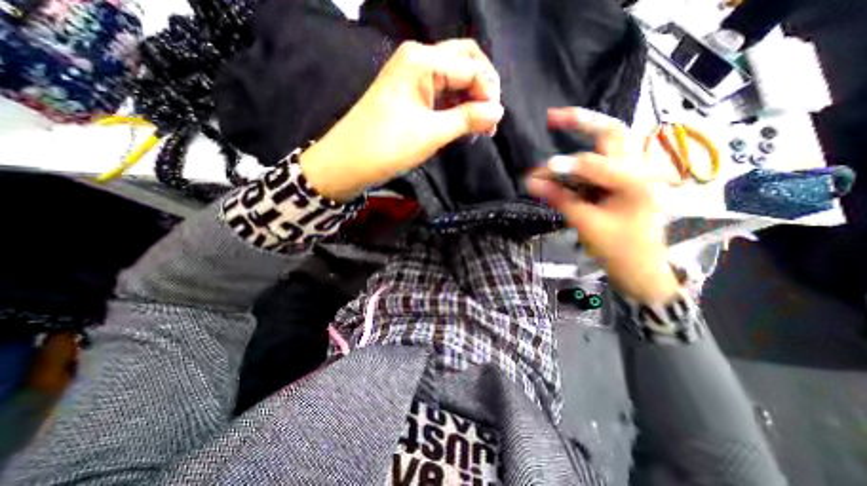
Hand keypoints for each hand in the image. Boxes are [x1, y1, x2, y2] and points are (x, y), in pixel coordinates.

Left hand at [302, 38, 506, 202]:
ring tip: (480, 128)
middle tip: (490, 119)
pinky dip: (456, 107)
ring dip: (471, 100)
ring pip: (454, 79)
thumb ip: (468, 118)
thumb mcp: (432, 133)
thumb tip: (499, 112)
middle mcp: (418, 59)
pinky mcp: (410, 94)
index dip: (488, 92)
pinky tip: (463, 124)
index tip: (495, 122)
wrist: (350, 162)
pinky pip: (441, 93)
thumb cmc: (389, 145)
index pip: (470, 66)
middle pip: (464, 63)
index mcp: (422, 60)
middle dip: (482, 89)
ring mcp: (413, 76)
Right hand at [525, 108, 680, 300]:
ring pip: (613, 140)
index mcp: (637, 182)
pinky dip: (586, 155)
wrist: (643, 267)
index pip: (594, 165)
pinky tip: (568, 159)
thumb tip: (532, 183)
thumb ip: (560, 199)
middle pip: (613, 133)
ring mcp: (637, 171)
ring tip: (560, 122)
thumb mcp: (587, 224)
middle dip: (583, 122)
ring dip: (587, 131)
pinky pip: (606, 158)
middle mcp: (642, 168)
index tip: (536, 173)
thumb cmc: (619, 249)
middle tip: (553, 116)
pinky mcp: (627, 178)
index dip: (563, 168)